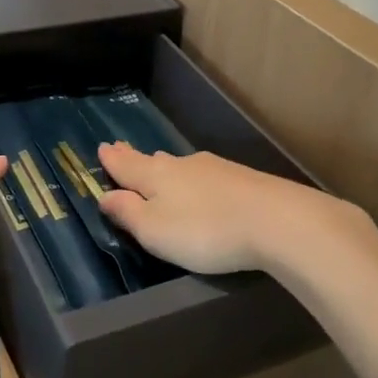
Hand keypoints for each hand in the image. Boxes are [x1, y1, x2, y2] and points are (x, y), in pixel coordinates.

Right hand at [97, 142, 373, 277]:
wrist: (275, 220)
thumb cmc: (204, 231)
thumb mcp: (155, 231)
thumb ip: (128, 213)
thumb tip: (105, 195)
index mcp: (155, 176)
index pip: (126, 165)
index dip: (112, 160)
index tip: (102, 147)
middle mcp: (182, 165)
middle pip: (152, 161)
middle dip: (135, 159)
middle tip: (121, 150)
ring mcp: (214, 169)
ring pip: (180, 166)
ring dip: (164, 167)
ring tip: (156, 166)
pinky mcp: (241, 179)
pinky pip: (205, 175)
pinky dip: (193, 179)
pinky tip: (199, 184)